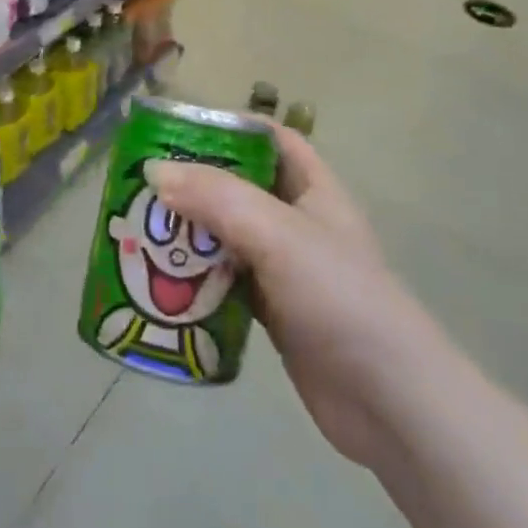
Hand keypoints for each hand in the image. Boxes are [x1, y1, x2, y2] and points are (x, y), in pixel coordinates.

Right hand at [146, 126, 412, 470]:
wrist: (388, 400)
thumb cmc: (338, 296)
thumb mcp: (277, 233)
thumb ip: (216, 198)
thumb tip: (155, 170)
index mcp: (313, 188)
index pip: (270, 138)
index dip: (229, 126)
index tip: (177, 130)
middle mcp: (299, 221)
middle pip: (241, 186)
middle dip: (196, 182)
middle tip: (143, 182)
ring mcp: (286, 269)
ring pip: (229, 236)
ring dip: (190, 231)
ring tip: (139, 226)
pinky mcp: (273, 311)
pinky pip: (226, 281)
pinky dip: (197, 277)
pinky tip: (160, 278)